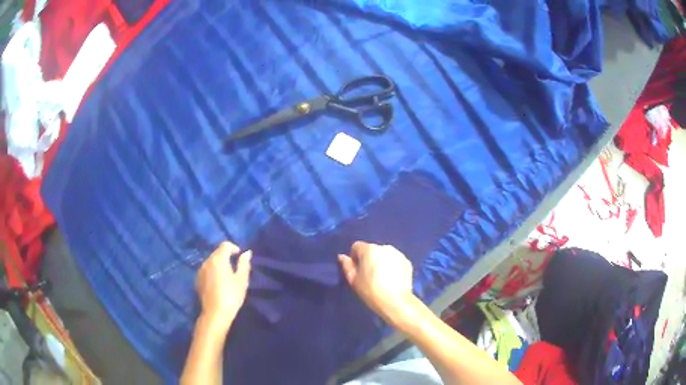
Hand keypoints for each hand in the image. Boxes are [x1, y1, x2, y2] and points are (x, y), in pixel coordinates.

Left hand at [196, 242, 251, 330]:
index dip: (234, 248)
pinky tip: (218, 283)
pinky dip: (212, 272)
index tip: (240, 257)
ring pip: (211, 261)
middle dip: (226, 256)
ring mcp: (200, 271)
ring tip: (227, 276)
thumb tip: (247, 253)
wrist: (215, 313)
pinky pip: (206, 270)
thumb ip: (244, 264)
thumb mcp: (242, 280)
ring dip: (219, 264)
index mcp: (218, 259)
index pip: (225, 245)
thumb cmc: (231, 296)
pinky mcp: (197, 280)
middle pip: (217, 252)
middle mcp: (207, 261)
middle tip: (235, 268)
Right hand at [338, 242, 414, 323]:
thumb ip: (347, 266)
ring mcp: (398, 253)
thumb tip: (342, 257)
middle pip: (372, 250)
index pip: (356, 246)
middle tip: (369, 275)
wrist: (396, 301)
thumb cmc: (371, 291)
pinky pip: (395, 260)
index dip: (354, 258)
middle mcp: (384, 247)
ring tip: (382, 277)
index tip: (356, 271)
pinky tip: (392, 279)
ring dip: (381, 261)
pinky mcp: (407, 261)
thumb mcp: (354, 281)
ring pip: (384, 255)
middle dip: (369, 259)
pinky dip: (392, 266)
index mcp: (369, 249)